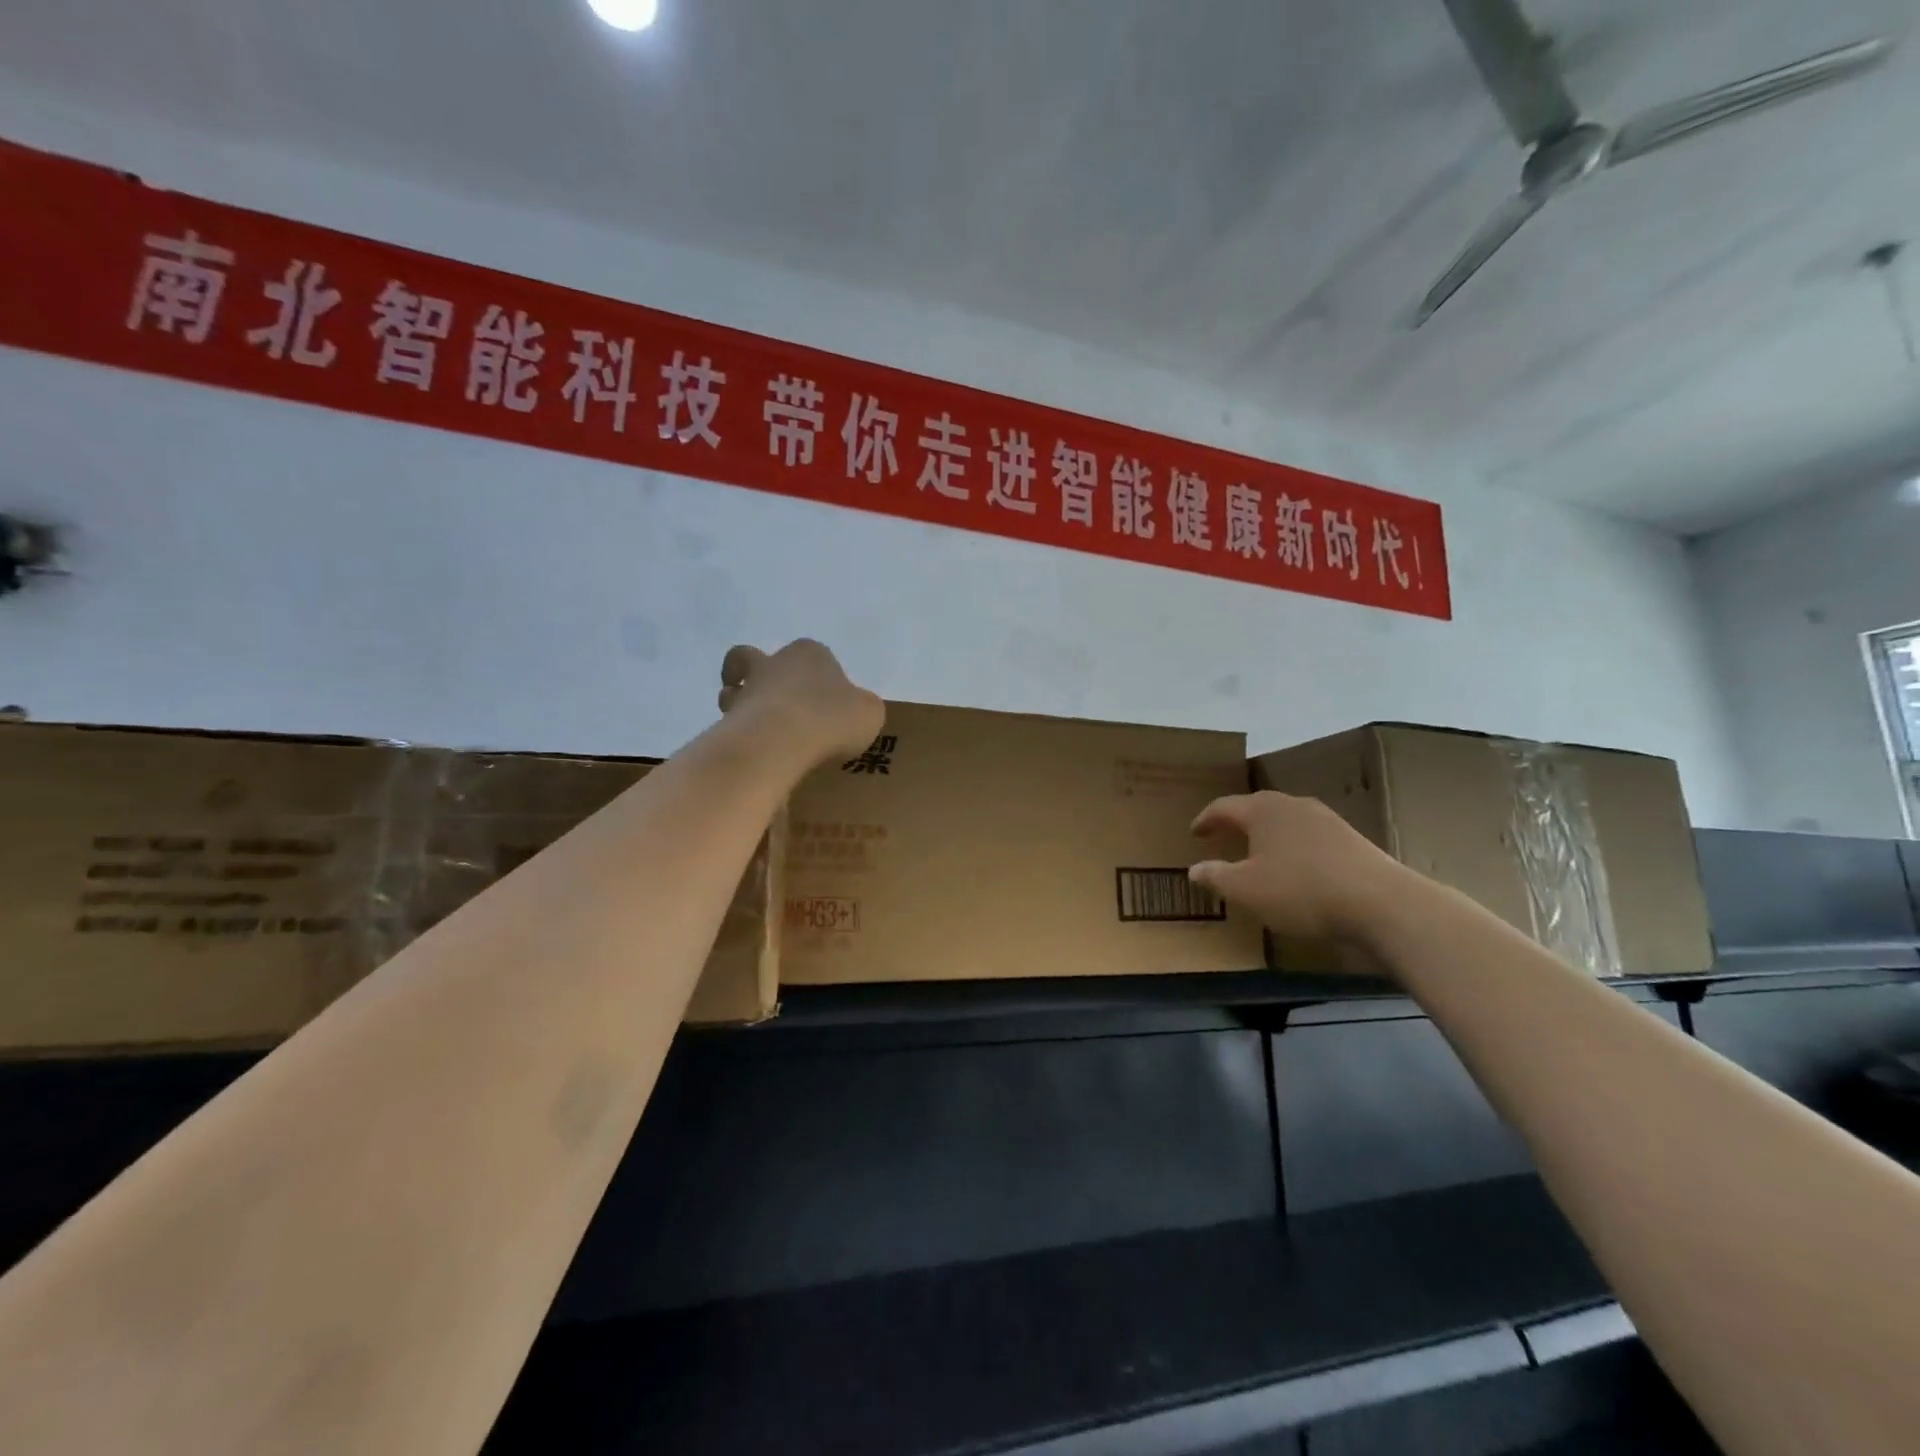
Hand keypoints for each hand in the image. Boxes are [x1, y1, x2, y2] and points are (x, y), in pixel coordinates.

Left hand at [718, 639, 885, 769]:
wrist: (782, 739)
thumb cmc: (831, 718)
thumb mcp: (869, 713)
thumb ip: (862, 708)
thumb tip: (854, 712)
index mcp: (810, 654)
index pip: (812, 654)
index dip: (817, 674)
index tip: (823, 699)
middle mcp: (774, 662)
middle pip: (754, 659)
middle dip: (757, 676)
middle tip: (776, 706)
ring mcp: (746, 690)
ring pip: (732, 690)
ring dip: (740, 706)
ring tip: (759, 734)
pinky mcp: (727, 718)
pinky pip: (728, 724)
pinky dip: (738, 736)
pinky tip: (756, 755)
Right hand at [1190, 792, 1410, 952]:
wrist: (1381, 903)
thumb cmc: (1301, 891)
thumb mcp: (1246, 890)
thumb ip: (1217, 876)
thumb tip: (1194, 869)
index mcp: (1263, 810)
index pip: (1224, 806)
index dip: (1206, 820)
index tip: (1194, 833)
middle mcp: (1293, 805)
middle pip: (1257, 807)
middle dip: (1238, 822)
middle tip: (1223, 836)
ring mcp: (1326, 819)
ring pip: (1286, 821)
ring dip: (1268, 834)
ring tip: (1259, 853)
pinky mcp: (1351, 839)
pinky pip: (1309, 836)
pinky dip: (1294, 847)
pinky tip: (1297, 868)